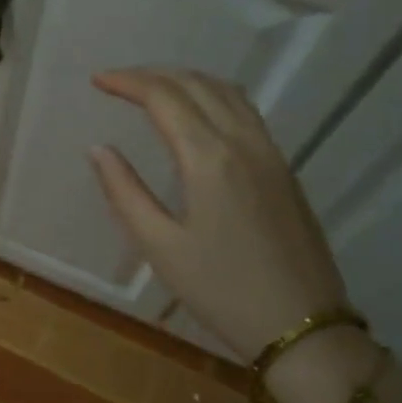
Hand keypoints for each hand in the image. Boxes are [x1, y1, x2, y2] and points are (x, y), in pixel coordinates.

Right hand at [87, 69, 348, 362]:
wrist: (304, 327)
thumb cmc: (222, 291)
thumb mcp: (160, 246)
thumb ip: (125, 192)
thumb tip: (99, 149)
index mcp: (209, 158)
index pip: (164, 97)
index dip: (127, 82)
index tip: (97, 80)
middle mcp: (243, 143)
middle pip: (196, 84)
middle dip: (152, 75)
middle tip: (117, 82)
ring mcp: (270, 153)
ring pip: (227, 92)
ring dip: (186, 80)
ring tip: (152, 89)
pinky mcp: (284, 169)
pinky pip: (246, 111)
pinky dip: (213, 95)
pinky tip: (198, 113)